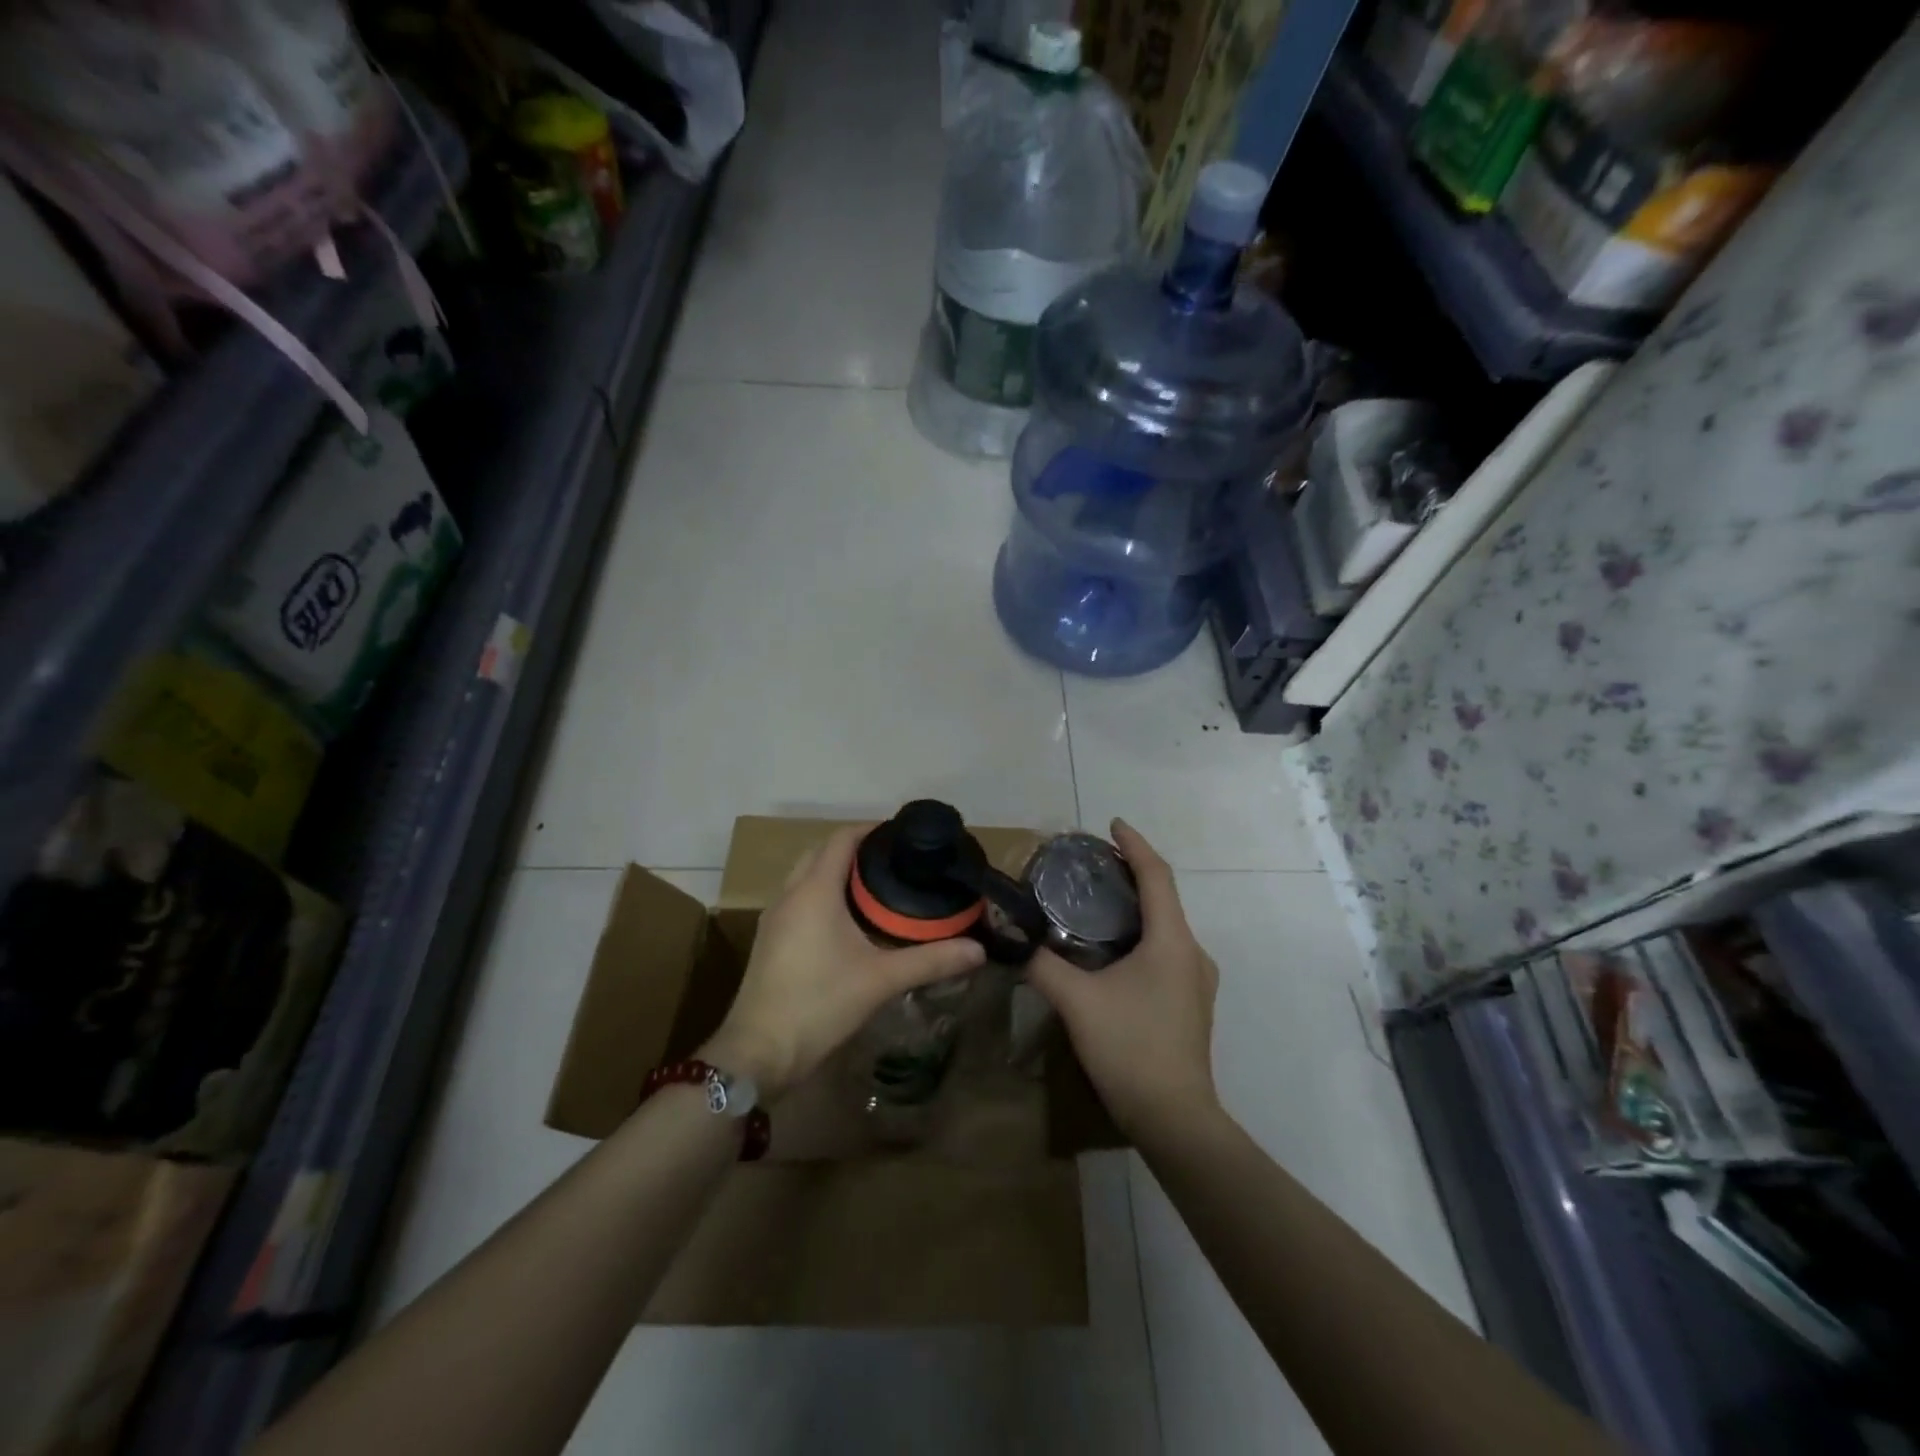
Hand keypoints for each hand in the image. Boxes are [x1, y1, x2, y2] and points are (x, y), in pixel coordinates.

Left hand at [701, 824, 984, 1100]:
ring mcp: (775, 918)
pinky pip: (798, 899)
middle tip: (894, 862)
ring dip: (834, 872)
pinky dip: (822, 894)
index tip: (902, 835)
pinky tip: (847, 921)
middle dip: (854, 849)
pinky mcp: (770, 941)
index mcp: (814, 891)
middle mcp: (790, 895)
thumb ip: (930, 961)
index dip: (871, 830)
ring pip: (805, 876)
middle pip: (821, 852)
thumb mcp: (881, 980)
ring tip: (875, 887)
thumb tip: (978, 950)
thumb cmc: (819, 1003)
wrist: (759, 1052)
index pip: (841, 839)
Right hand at [1027, 819, 1219, 1139]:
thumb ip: (1042, 965)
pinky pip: (1166, 950)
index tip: (1111, 824)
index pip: (1157, 875)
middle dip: (1131, 873)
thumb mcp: (1077, 1002)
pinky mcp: (1190, 1002)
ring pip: (1165, 926)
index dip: (1135, 844)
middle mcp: (1192, 953)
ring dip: (1136, 906)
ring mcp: (1196, 980)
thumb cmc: (1130, 1048)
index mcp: (1172, 941)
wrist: (1174, 1118)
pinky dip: (1141, 934)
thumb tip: (1013, 940)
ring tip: (1097, 901)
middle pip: (1164, 897)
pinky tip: (1112, 949)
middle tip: (1092, 865)